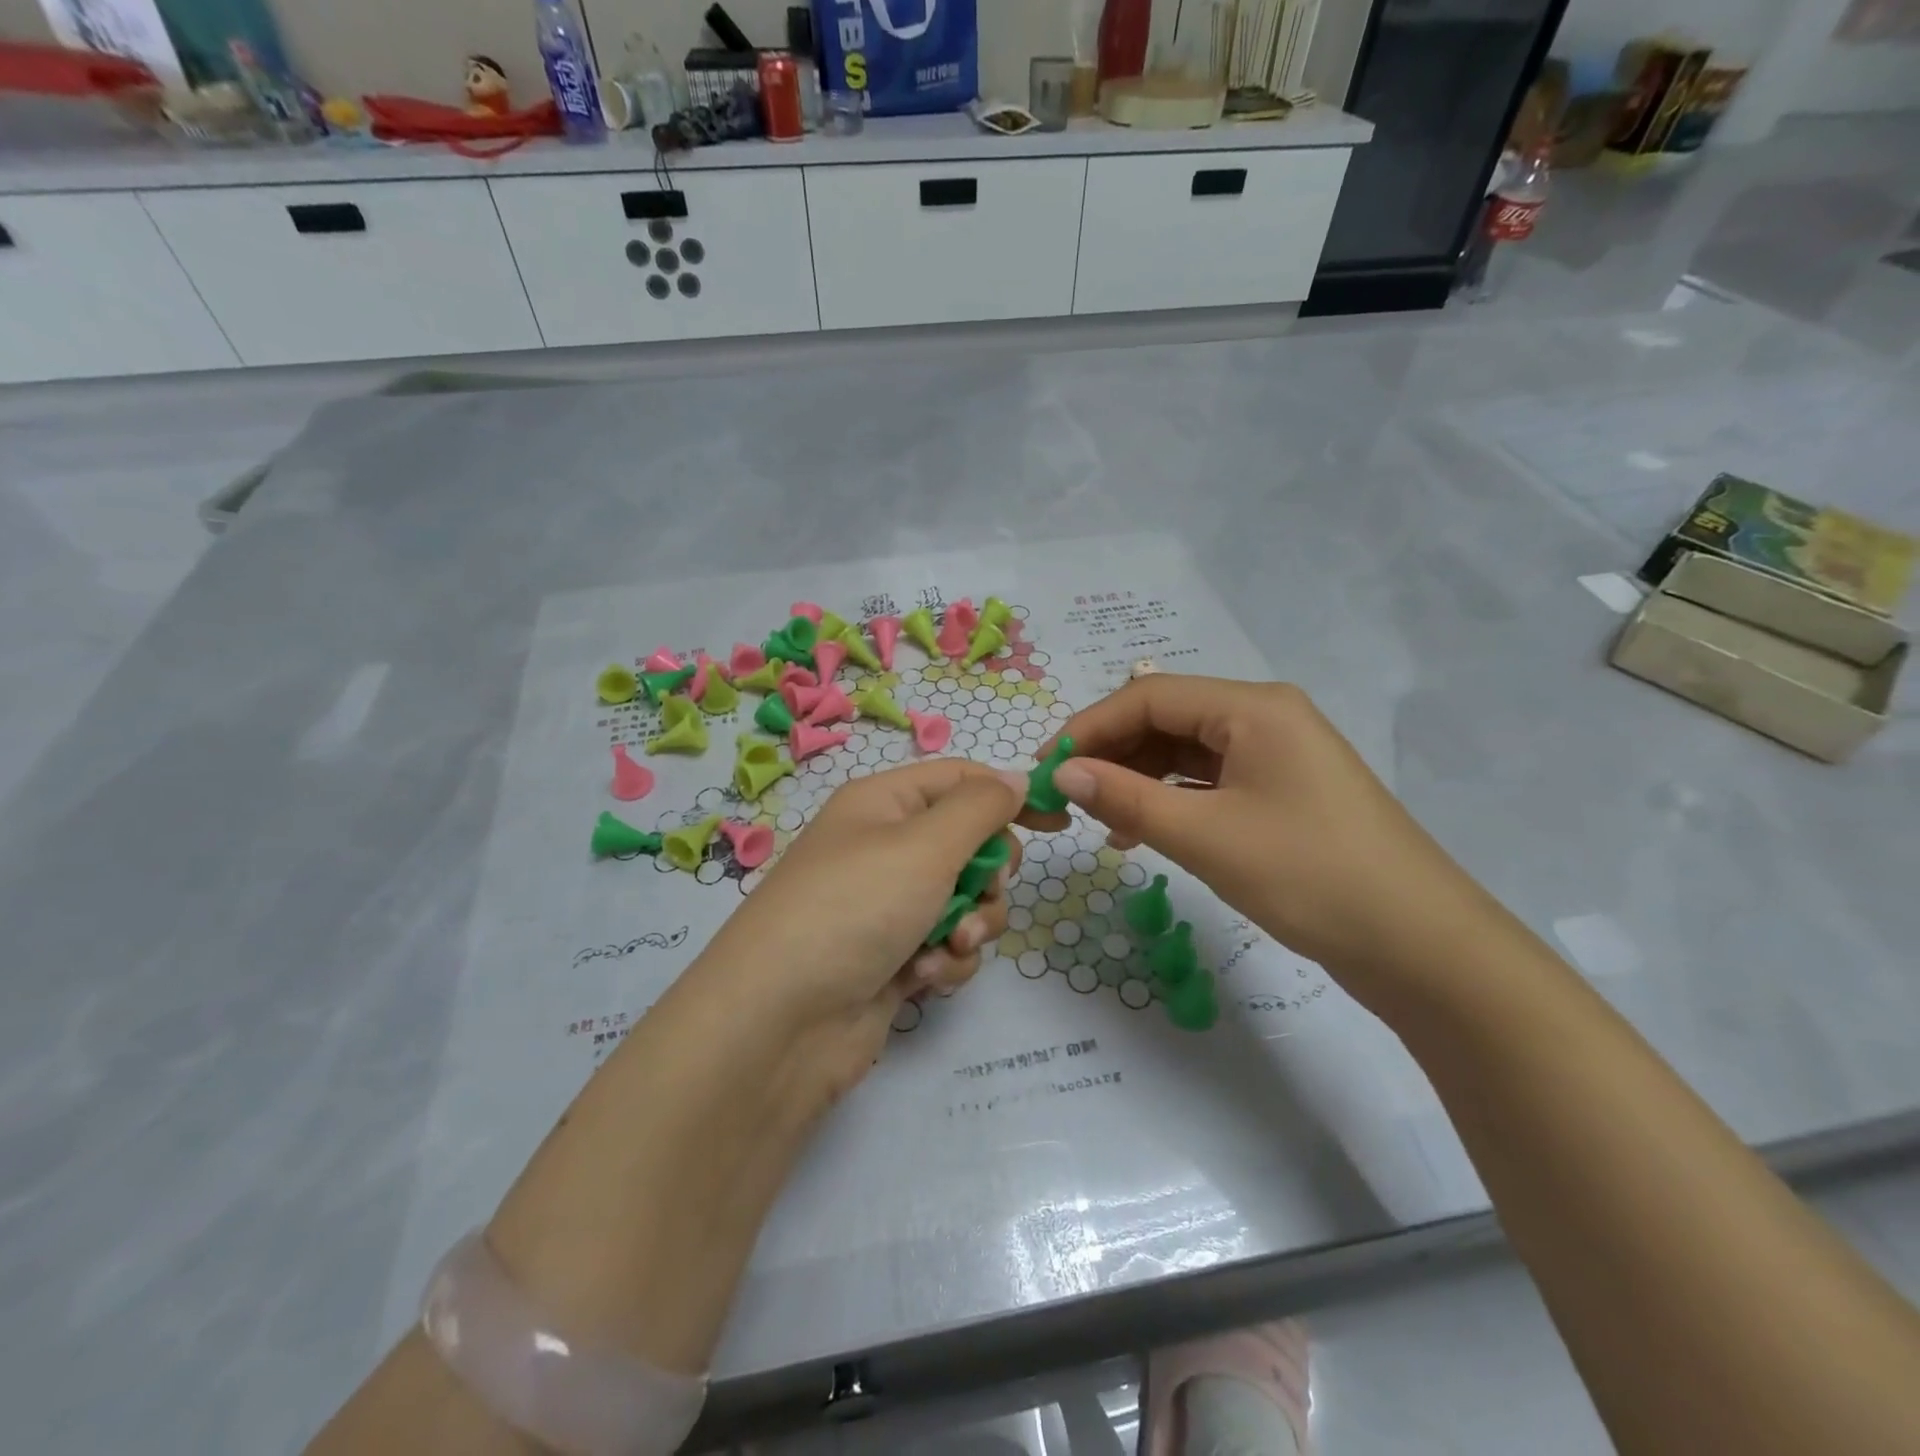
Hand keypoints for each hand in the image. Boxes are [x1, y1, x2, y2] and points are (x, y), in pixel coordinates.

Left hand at [691, 759, 1026, 1105]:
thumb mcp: (924, 844)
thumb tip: (1016, 777)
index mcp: (883, 804)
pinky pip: (946, 947)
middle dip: (989, 875)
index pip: (960, 781)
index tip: (1058, 824)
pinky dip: (945, 963)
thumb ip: (981, 807)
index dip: (1010, 796)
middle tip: (983, 890)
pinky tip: (921, 980)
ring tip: (947, 946)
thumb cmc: (856, 908)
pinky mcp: (893, 959)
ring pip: (967, 902)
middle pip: (970, 845)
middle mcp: (884, 849)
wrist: (782, 1022)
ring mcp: (887, 907)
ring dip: (971, 925)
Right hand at [1021, 676, 1491, 1003]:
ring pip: (1186, 752)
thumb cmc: (1309, 877)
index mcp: (1252, 708)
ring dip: (1138, 778)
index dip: (1089, 728)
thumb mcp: (1207, 837)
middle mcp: (1264, 717)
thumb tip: (1062, 772)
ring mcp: (1276, 755)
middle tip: (1068, 796)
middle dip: (1112, 752)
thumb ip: (1127, 798)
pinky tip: (1142, 830)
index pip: (1148, 696)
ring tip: (1099, 819)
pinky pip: (1209, 782)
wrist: (1420, 946)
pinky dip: (1170, 800)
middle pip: (1166, 719)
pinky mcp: (1281, 792)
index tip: (1046, 768)